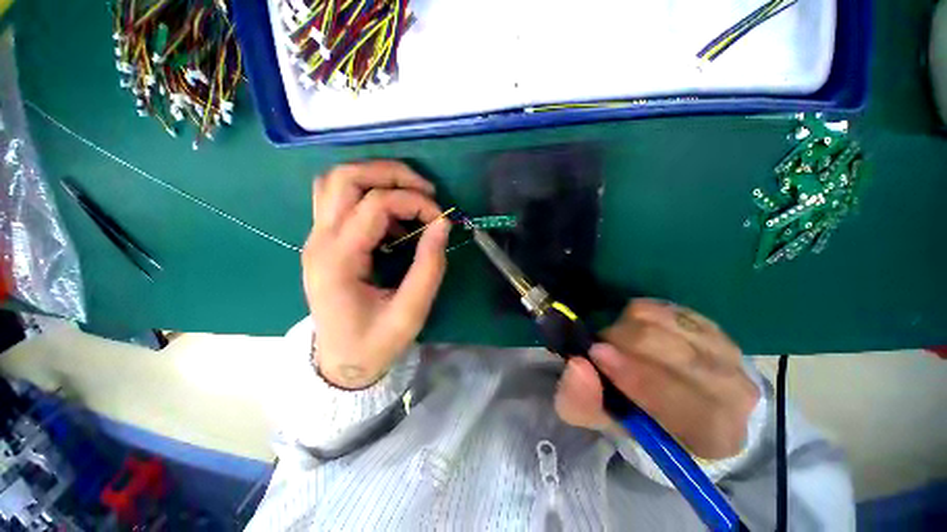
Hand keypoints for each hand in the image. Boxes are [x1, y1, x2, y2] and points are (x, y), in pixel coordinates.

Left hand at [302, 161, 449, 388]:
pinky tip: (394, 217)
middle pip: (345, 177)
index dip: (414, 202)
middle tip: (426, 190)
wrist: (340, 362)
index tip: (441, 218)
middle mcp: (319, 240)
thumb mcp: (410, 312)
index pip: (374, 204)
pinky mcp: (324, 241)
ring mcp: (317, 238)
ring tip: (410, 195)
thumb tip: (442, 224)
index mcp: (338, 260)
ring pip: (336, 181)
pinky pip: (340, 198)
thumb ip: (429, 267)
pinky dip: (370, 194)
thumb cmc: (374, 343)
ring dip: (376, 177)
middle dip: (391, 173)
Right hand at [555, 299, 759, 458]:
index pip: (681, 402)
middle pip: (667, 349)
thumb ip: (584, 402)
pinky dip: (638, 315)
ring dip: (625, 327)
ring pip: (661, 321)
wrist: (683, 400)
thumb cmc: (644, 419)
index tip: (595, 354)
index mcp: (714, 433)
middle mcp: (733, 390)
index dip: (635, 377)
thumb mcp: (607, 422)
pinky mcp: (709, 323)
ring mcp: (725, 349)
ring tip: (618, 342)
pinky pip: (662, 306)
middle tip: (600, 348)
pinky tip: (636, 330)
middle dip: (620, 342)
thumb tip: (578, 365)